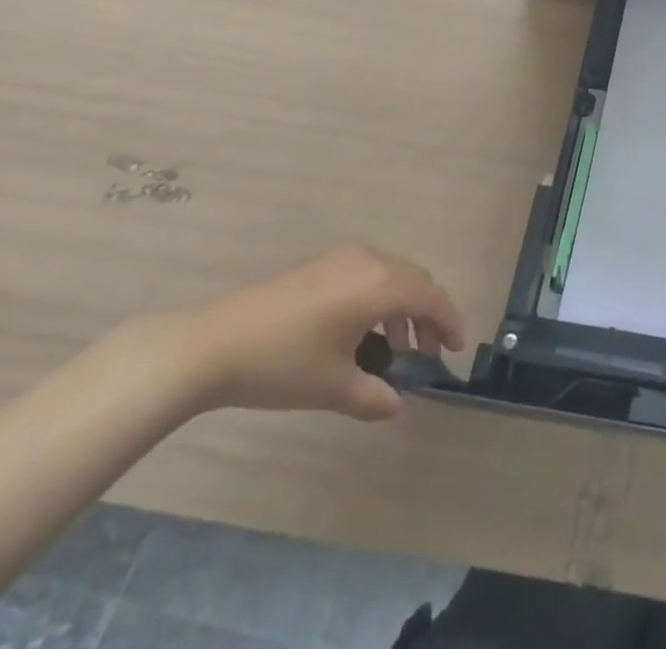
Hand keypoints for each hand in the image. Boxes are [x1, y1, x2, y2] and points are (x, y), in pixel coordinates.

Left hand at [175, 244, 465, 421]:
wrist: (210, 345)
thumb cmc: (281, 364)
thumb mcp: (332, 387)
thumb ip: (373, 397)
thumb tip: (399, 408)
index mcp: (380, 284)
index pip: (431, 297)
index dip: (449, 322)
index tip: (455, 350)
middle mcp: (368, 260)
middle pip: (415, 281)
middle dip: (427, 316)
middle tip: (427, 353)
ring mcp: (341, 258)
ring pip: (390, 276)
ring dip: (401, 308)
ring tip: (393, 349)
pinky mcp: (318, 264)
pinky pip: (366, 274)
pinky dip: (377, 299)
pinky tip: (359, 333)